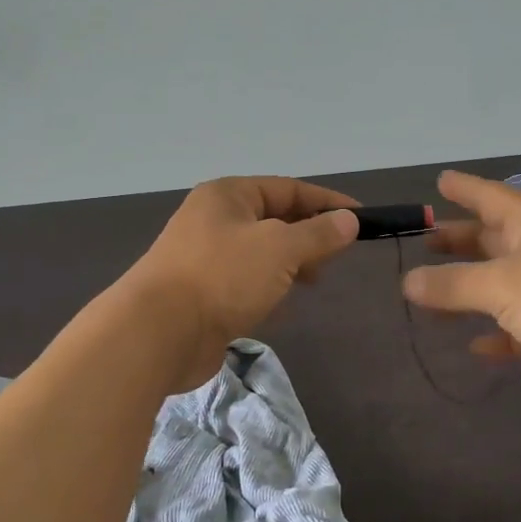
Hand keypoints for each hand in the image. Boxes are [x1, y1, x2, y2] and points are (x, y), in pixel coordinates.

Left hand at [128, 176, 360, 389]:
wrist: (159, 332)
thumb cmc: (223, 276)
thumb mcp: (281, 248)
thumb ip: (318, 234)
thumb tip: (349, 220)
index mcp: (229, 195)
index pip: (288, 189)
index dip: (327, 202)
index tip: (361, 218)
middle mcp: (215, 219)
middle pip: (275, 220)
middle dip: (308, 237)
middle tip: (335, 258)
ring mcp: (205, 257)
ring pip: (262, 254)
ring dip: (289, 266)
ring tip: (312, 282)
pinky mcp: (203, 293)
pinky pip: (246, 283)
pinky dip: (267, 290)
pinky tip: (279, 307)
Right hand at [402, 171, 520, 406]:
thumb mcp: (499, 284)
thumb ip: (451, 284)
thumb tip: (408, 281)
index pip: (489, 196)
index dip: (464, 189)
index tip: (440, 181)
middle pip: (493, 238)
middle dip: (460, 240)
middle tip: (425, 240)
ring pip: (501, 283)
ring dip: (469, 287)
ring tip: (430, 292)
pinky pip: (516, 326)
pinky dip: (495, 333)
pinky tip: (473, 345)